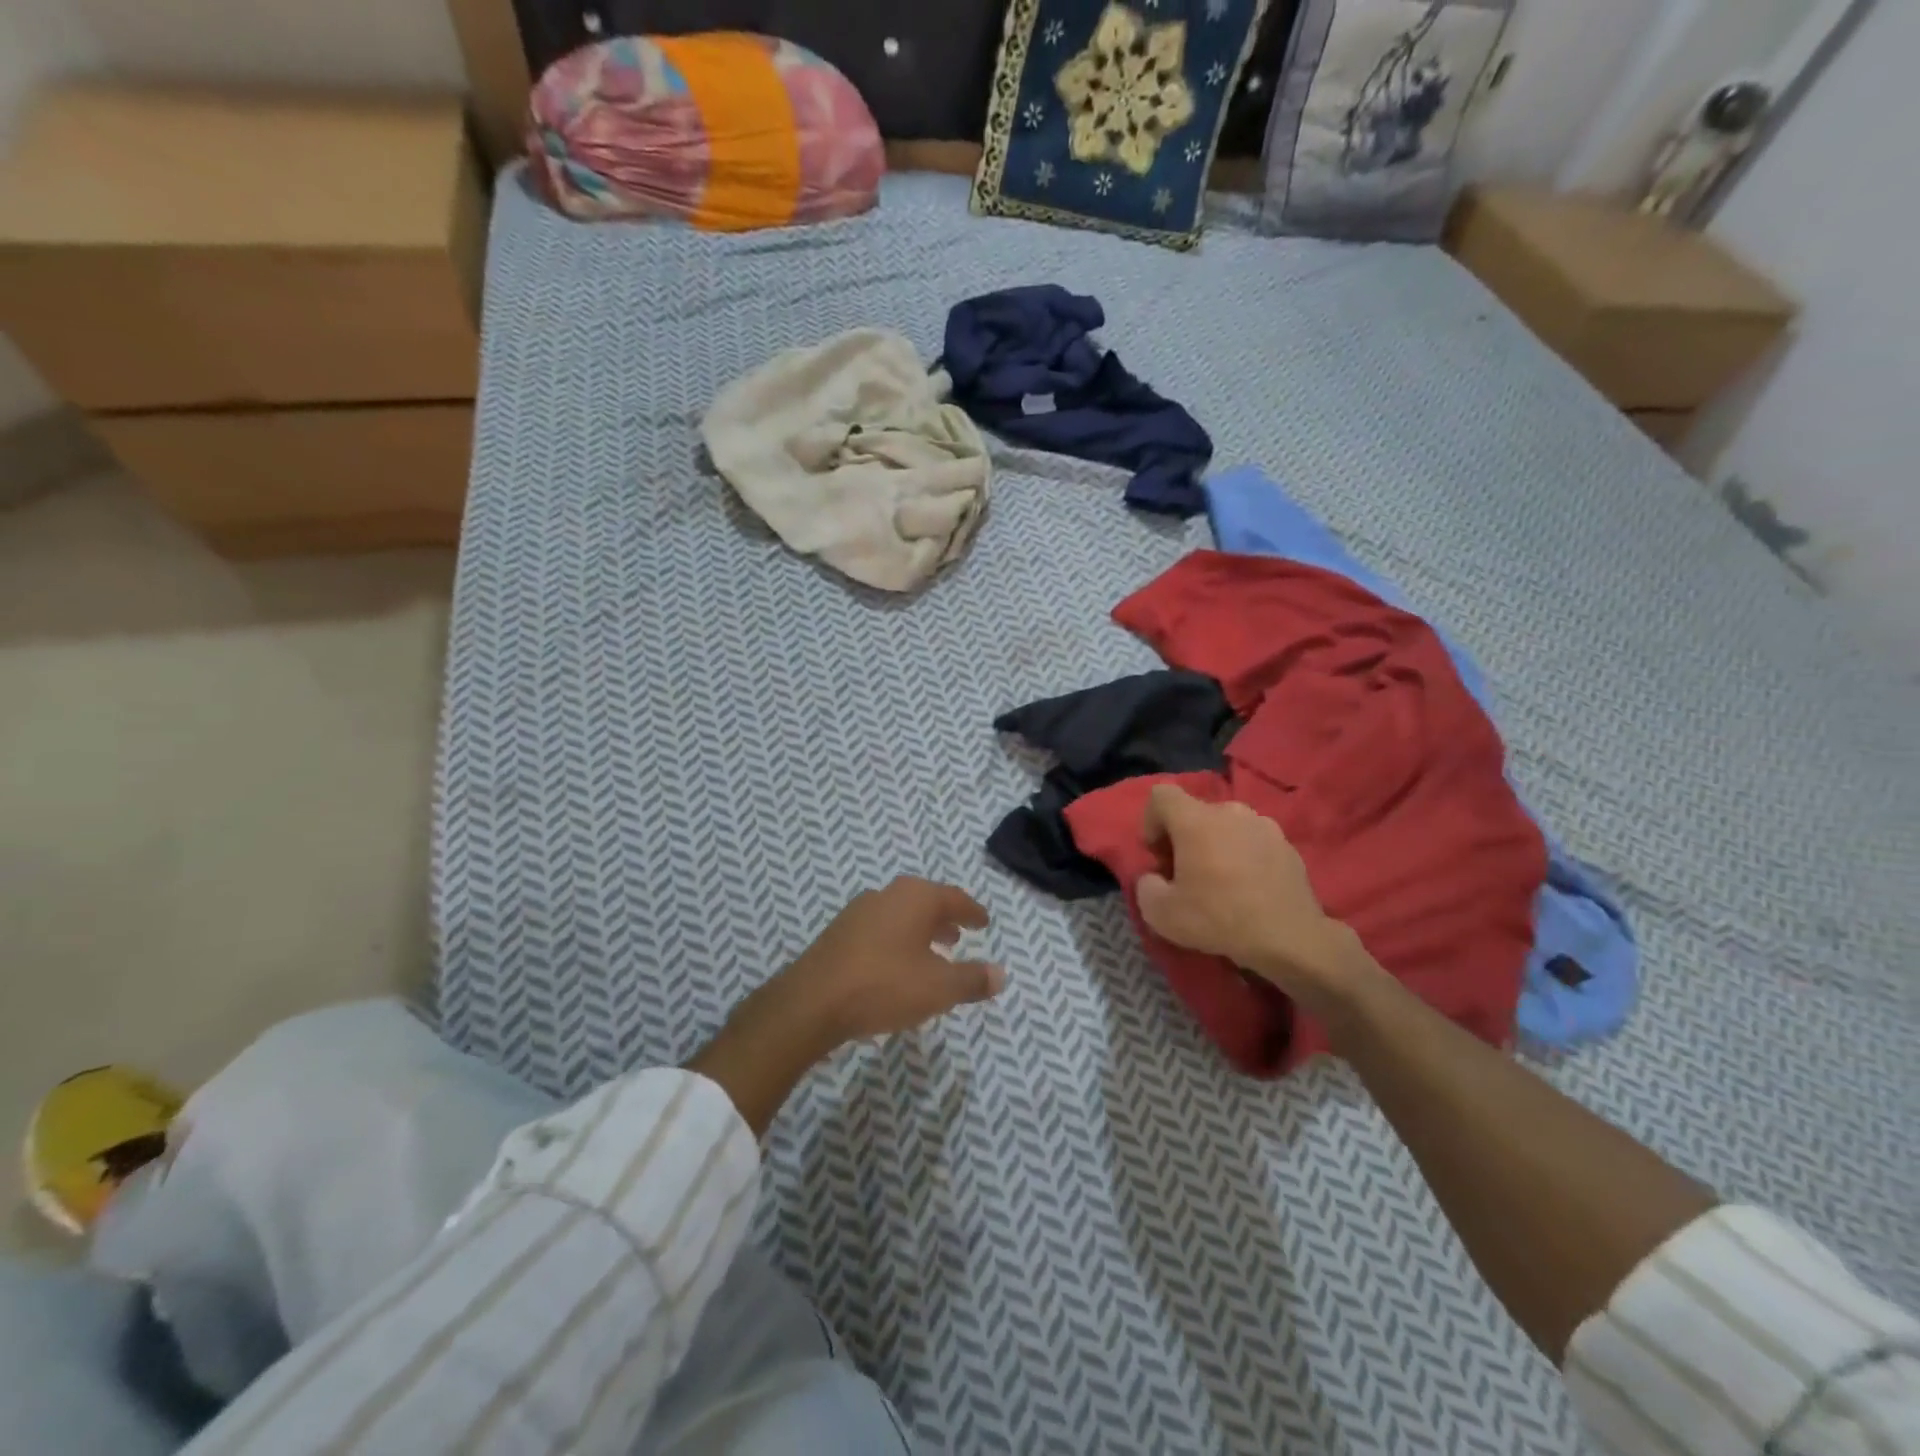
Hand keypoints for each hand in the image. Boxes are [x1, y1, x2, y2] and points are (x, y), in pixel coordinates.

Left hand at [773, 876, 1004, 1048]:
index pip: (954, 898)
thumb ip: (972, 980)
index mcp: (915, 897)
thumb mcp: (939, 988)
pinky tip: (897, 966)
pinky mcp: (839, 933)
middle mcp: (888, 895)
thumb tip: (1001, 974)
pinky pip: (880, 929)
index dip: (972, 912)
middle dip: (944, 919)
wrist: (812, 1002)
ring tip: (932, 954)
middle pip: (925, 902)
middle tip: (960, 936)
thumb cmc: (884, 986)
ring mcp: (859, 911)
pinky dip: (897, 941)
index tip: (983, 922)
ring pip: (900, 915)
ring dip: (920, 931)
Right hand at [1137, 784, 1367, 1004]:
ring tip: (1221, 882)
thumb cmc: (1218, 918)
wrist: (1290, 939)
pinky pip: (1253, 842)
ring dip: (1216, 846)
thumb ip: (1146, 886)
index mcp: (1196, 820)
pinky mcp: (1288, 845)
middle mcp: (1230, 812)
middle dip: (1184, 838)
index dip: (1151, 821)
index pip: (1161, 794)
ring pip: (1227, 826)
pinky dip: (1244, 857)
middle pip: (1195, 813)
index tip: (1158, 856)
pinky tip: (1249, 890)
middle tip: (1186, 875)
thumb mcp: (1160, 913)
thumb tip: (1155, 877)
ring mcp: (1264, 825)